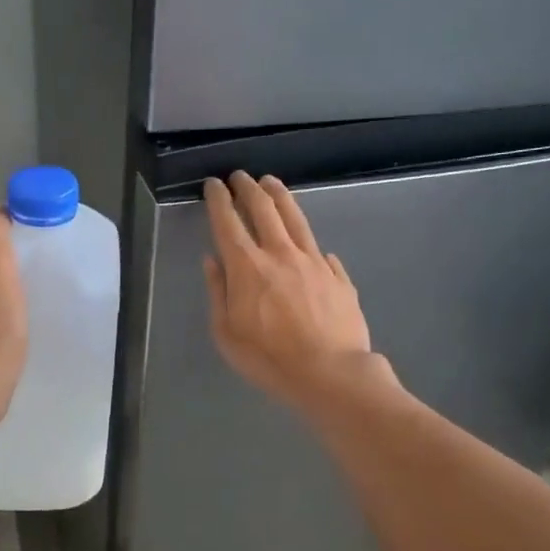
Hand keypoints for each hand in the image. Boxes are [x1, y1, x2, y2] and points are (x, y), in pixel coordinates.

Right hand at [203, 172, 378, 409]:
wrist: (330, 373)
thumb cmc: (269, 359)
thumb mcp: (227, 333)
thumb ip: (218, 292)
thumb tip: (212, 261)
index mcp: (247, 267)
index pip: (228, 222)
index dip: (219, 200)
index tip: (213, 184)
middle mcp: (280, 254)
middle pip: (263, 209)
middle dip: (248, 188)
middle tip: (239, 176)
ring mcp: (313, 262)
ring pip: (295, 218)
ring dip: (279, 196)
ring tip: (271, 182)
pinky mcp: (337, 276)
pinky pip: (320, 250)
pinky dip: (308, 241)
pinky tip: (309, 241)